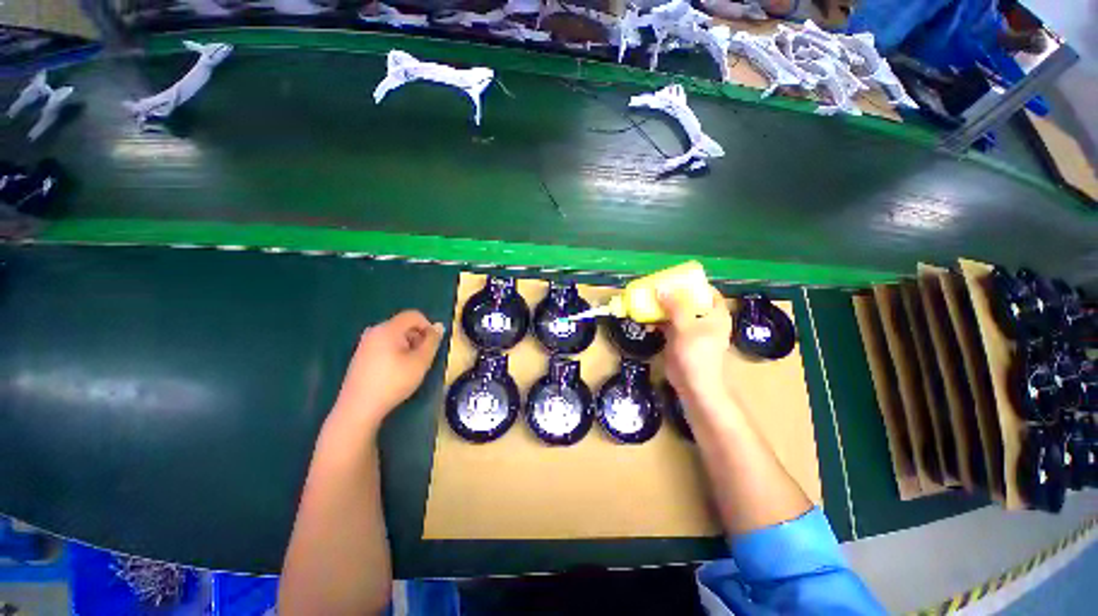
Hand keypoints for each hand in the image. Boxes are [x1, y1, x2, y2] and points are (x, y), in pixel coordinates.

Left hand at [331, 310, 444, 432]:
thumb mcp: (420, 362)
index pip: (414, 315)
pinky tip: (395, 371)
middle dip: (418, 337)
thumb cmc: (394, 382)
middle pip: (403, 325)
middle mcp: (374, 331)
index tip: (433, 344)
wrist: (358, 408)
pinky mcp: (360, 355)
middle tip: (423, 357)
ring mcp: (365, 343)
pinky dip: (395, 352)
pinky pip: (384, 345)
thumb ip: (432, 341)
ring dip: (408, 345)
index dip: (428, 326)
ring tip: (410, 366)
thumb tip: (438, 326)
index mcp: (388, 329)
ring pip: (394, 336)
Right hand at [658, 286, 732, 410]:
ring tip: (646, 301)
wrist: (693, 385)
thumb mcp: (686, 326)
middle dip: (672, 294)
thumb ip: (674, 306)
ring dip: (662, 307)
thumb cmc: (696, 354)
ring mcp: (691, 330)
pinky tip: (645, 319)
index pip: (708, 291)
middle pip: (689, 300)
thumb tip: (661, 287)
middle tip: (656, 288)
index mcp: (715, 314)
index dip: (694, 283)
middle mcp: (705, 319)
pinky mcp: (679, 339)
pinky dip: (658, 320)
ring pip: (676, 312)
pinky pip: (668, 324)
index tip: (676, 278)